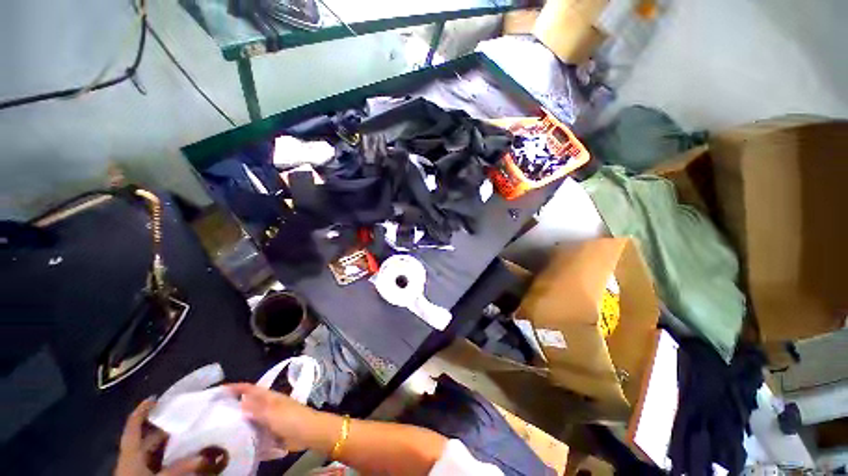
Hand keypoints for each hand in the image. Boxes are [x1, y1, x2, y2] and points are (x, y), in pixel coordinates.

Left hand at [114, 398, 203, 475]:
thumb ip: (179, 466)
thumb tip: (206, 453)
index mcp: (130, 451)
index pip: (134, 424)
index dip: (142, 410)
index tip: (156, 397)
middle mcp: (132, 456)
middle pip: (146, 437)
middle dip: (164, 426)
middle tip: (185, 416)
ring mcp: (136, 467)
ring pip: (152, 450)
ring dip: (168, 442)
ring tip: (187, 432)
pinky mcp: (142, 474)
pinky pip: (156, 460)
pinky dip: (168, 454)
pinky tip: (181, 453)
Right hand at [227, 383, 319, 451]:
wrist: (308, 433)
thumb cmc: (291, 419)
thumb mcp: (272, 413)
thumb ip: (256, 408)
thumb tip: (240, 402)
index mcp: (269, 397)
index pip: (251, 389)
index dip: (237, 387)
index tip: (220, 390)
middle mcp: (269, 405)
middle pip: (249, 403)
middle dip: (234, 406)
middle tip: (214, 413)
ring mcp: (270, 418)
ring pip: (251, 418)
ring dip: (239, 422)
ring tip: (220, 429)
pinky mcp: (272, 430)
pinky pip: (255, 431)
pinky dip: (246, 434)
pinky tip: (236, 441)